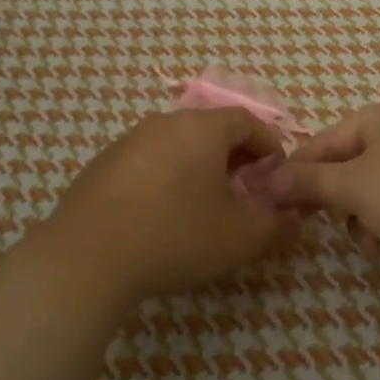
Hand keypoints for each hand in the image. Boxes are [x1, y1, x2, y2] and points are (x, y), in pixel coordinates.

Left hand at [29, 108, 293, 306]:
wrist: (86, 258)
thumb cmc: (175, 236)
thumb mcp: (240, 236)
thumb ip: (276, 223)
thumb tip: (293, 216)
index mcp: (201, 128)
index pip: (248, 121)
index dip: (269, 146)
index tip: (277, 177)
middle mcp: (164, 122)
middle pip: (211, 130)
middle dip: (236, 158)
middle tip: (246, 194)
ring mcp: (128, 141)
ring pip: (178, 145)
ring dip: (200, 168)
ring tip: (205, 207)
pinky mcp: (102, 165)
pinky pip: (149, 162)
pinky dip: (167, 178)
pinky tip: (162, 216)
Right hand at [273, 93, 379, 265]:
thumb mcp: (354, 188)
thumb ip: (309, 181)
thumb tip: (269, 178)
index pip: (327, 139)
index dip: (298, 170)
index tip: (274, 198)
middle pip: (353, 161)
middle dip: (336, 196)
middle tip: (313, 223)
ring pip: (378, 183)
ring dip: (363, 213)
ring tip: (365, 240)